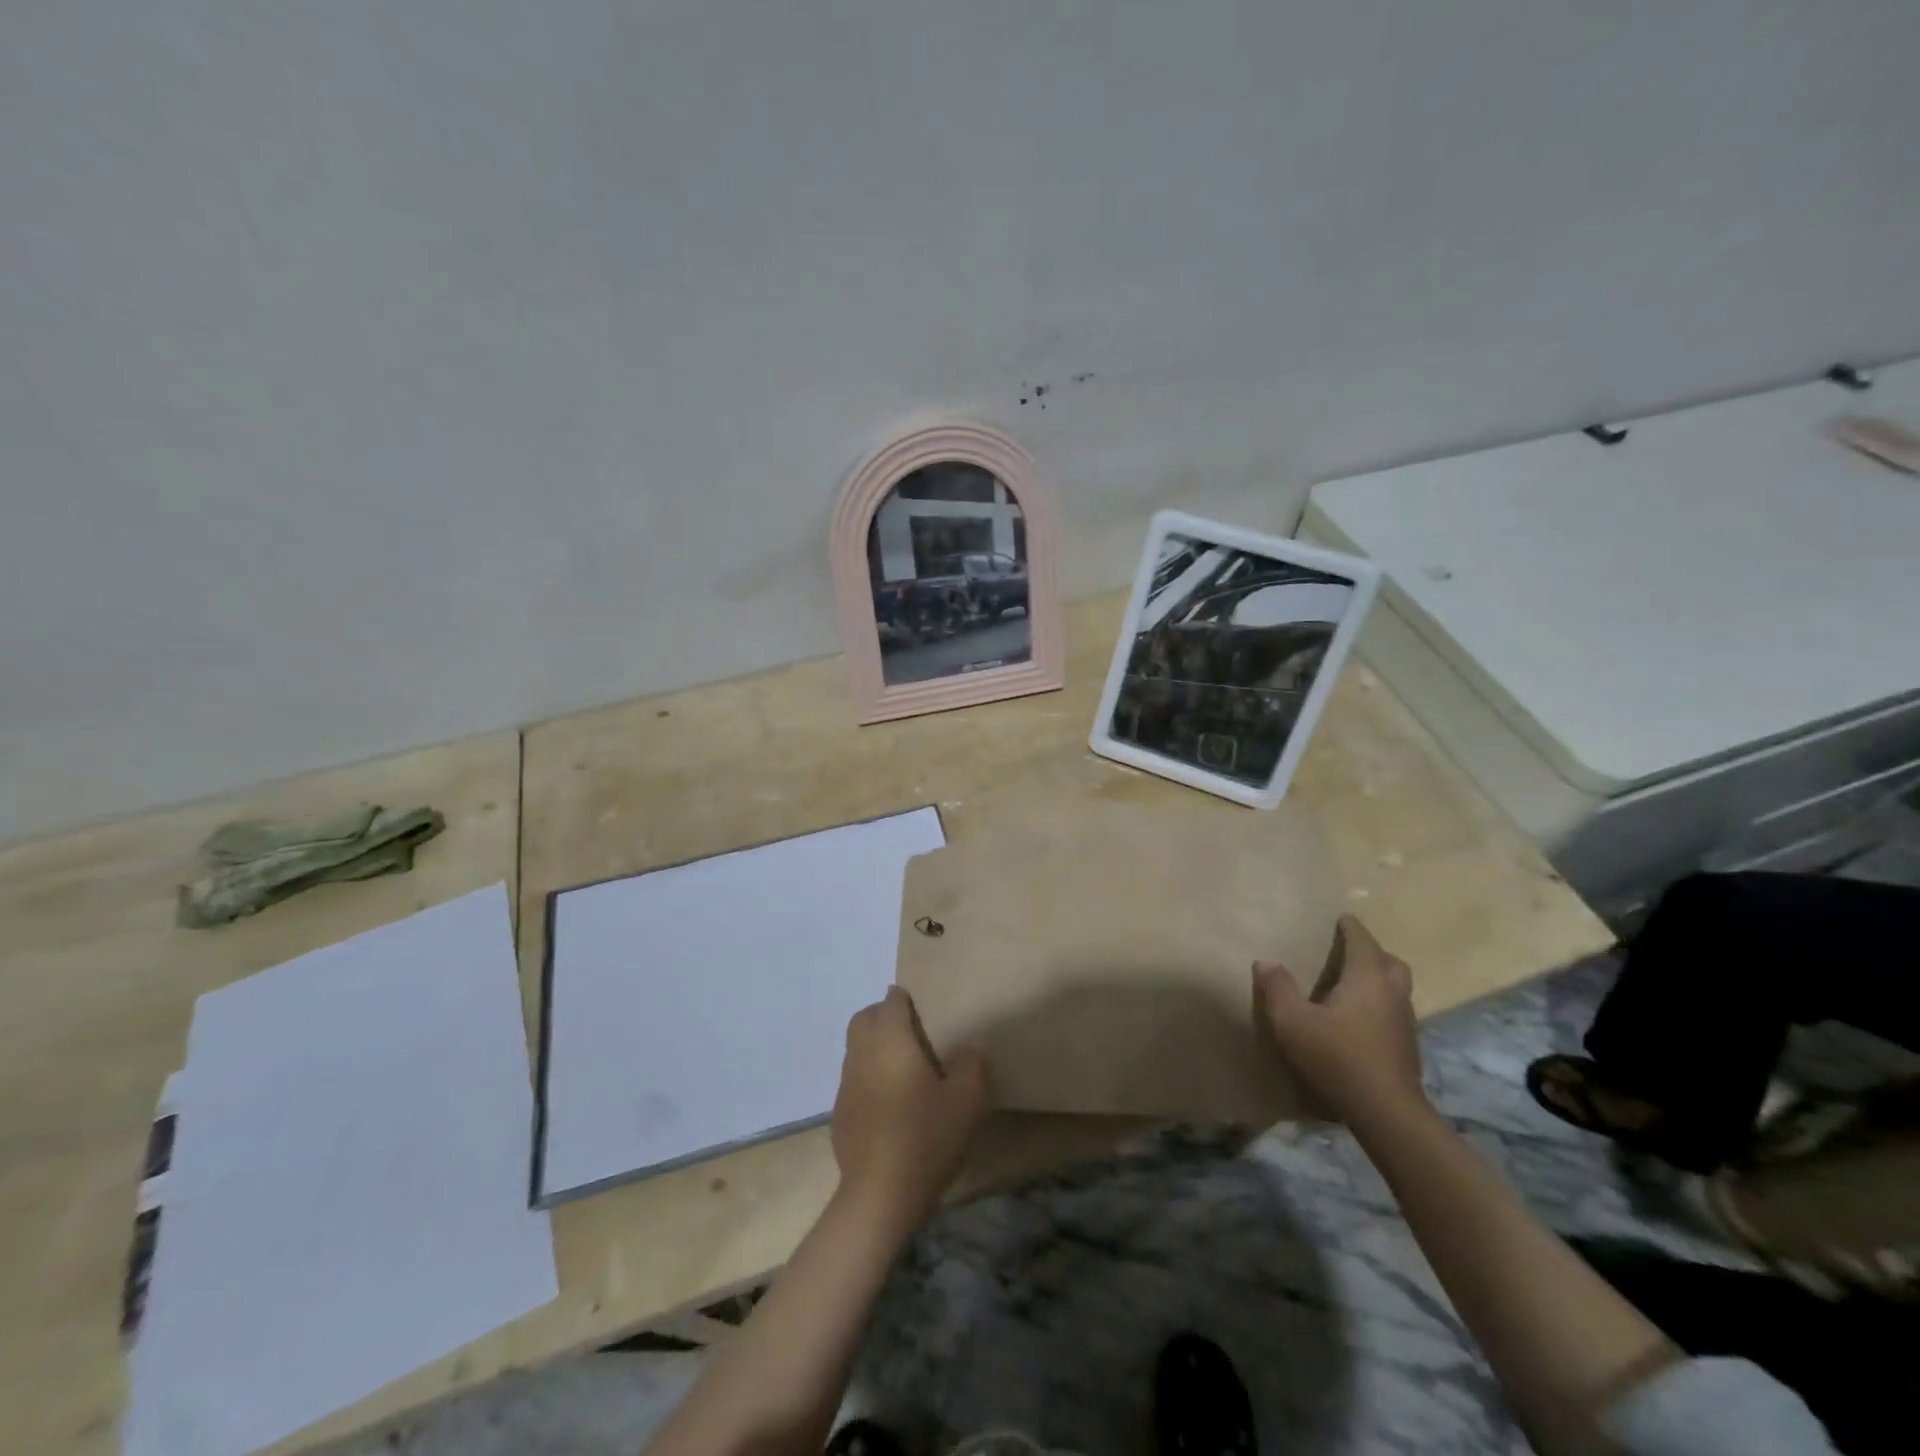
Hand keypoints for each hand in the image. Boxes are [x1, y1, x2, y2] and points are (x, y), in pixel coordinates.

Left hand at [830, 988, 988, 1230]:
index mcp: (890, 1040)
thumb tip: (968, 1048)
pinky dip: (868, 1077)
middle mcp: (862, 1053)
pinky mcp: (839, 1113)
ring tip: (903, 1068)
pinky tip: (889, 1103)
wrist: (880, 1195)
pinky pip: (853, 1079)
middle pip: (865, 1018)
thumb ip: (971, 1065)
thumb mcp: (966, 1100)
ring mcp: (846, 1084)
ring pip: (856, 1048)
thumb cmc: (925, 1137)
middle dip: (883, 1016)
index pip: (891, 1002)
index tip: (924, 1010)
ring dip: (874, 1047)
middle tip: (912, 1032)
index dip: (905, 1000)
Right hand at [1255, 915, 1425, 1126]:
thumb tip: (1266, 961)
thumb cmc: (1337, 1057)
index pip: (1362, 942)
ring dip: (1379, 980)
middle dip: (1372, 952)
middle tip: (1351, 951)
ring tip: (1353, 985)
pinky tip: (1361, 1020)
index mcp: (1368, 978)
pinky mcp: (1407, 1049)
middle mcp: (1392, 994)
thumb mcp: (1293, 1021)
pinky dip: (1380, 1006)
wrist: (1386, 1113)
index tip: (1342, 918)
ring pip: (1397, 988)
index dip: (1351, 928)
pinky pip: (1395, 1012)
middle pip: (1390, 962)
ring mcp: (1405, 1022)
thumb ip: (1277, 988)